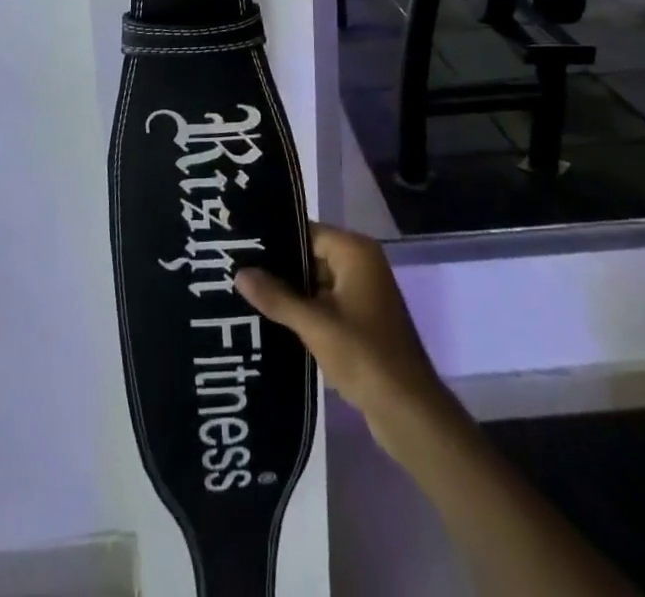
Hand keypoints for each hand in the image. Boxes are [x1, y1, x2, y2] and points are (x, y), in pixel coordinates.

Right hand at [236, 223, 444, 442]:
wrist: (409, 412)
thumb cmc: (365, 355)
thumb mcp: (315, 324)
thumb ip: (277, 297)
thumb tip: (239, 272)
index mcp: (355, 252)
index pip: (306, 232)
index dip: (275, 241)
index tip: (240, 247)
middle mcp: (361, 264)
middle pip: (310, 256)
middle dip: (278, 269)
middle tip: (235, 272)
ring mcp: (363, 293)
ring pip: (315, 283)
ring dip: (288, 294)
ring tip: (244, 296)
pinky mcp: (361, 321)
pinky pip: (324, 305)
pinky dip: (303, 312)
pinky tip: (271, 321)